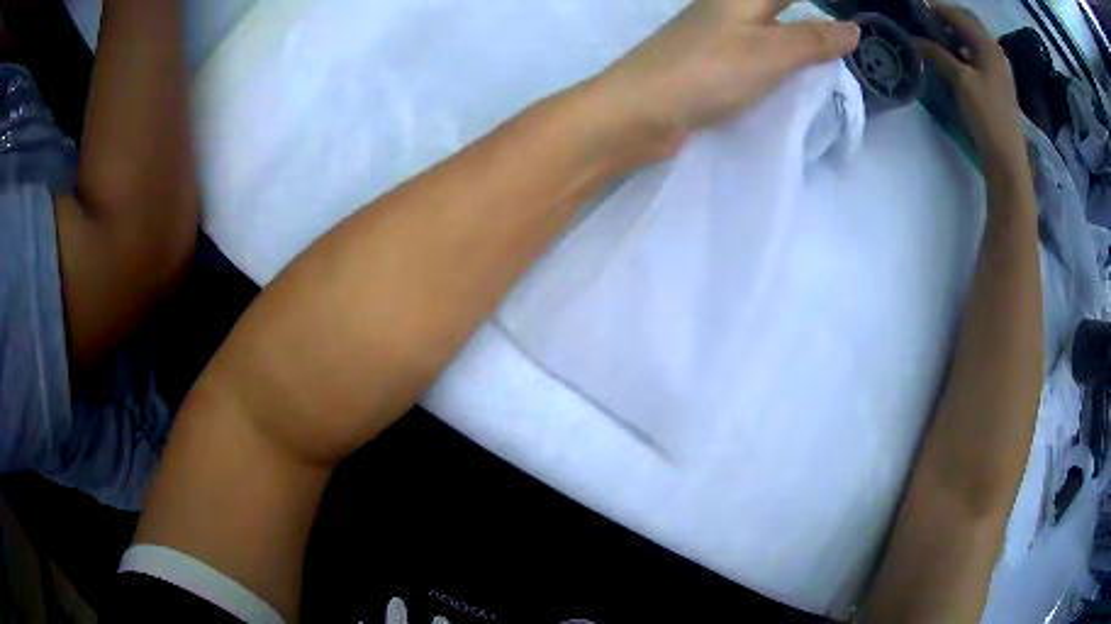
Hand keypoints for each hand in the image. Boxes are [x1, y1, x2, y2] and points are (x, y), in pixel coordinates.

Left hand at [584, 0, 859, 160]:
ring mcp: (714, 38)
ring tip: (829, 57)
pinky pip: (753, 54)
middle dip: (809, 21)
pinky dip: (777, 61)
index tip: (845, 18)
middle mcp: (726, 11)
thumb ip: (811, 40)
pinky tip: (791, 77)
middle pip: (776, 5)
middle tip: (843, 42)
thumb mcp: (770, 52)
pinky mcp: (707, 66)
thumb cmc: (707, 72)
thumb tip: (852, 28)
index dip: (816, 2)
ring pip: (766, 29)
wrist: (640, 112)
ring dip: (796, 39)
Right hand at [917, 6, 1025, 168]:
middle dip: (947, 18)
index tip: (916, 9)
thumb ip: (938, 55)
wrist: (1007, 159)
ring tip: (936, 38)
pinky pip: (978, 56)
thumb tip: (915, 39)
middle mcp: (996, 53)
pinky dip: (963, 50)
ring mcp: (999, 70)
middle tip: (926, 21)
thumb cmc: (987, 116)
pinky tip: (954, 58)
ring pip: (973, 40)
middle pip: (969, 24)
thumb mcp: (960, 81)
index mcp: (989, 47)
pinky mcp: (998, 85)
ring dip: (955, 34)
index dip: (937, 9)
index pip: (959, 15)